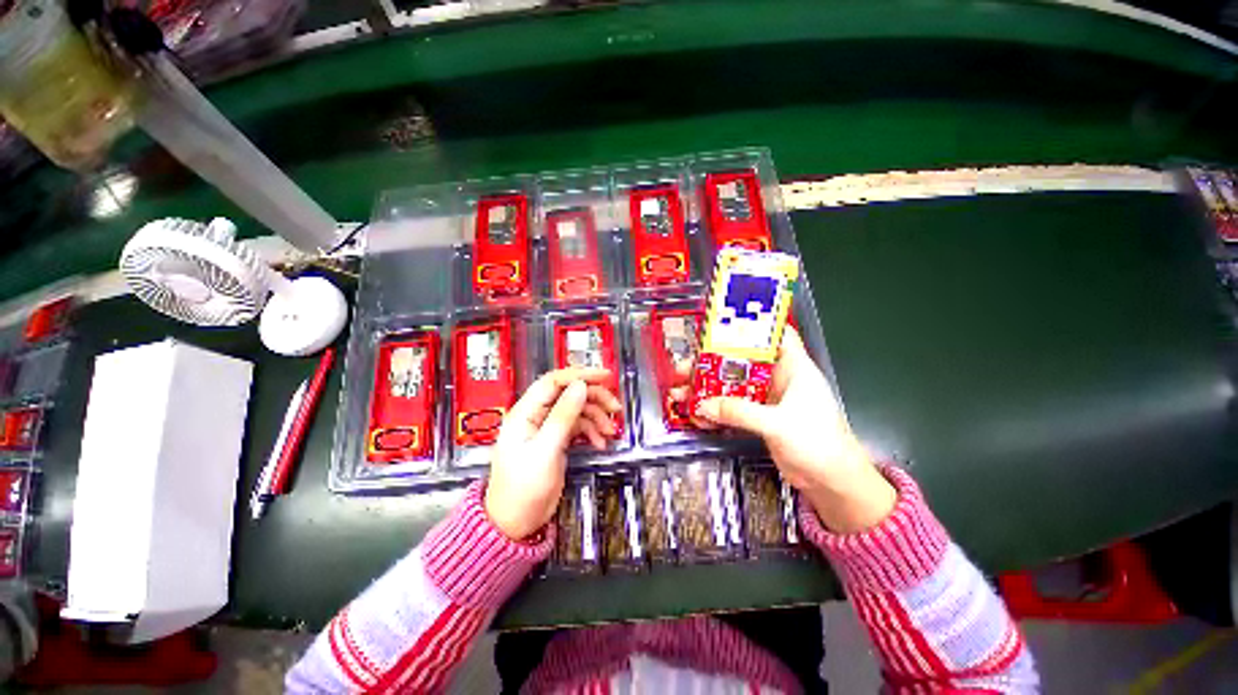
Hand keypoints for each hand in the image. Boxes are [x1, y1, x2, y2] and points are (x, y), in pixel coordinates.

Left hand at [485, 368, 621, 539]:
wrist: (516, 523)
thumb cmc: (523, 488)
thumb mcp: (545, 450)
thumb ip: (563, 416)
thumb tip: (580, 386)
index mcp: (526, 412)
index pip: (554, 381)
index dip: (580, 375)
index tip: (605, 376)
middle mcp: (537, 415)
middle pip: (569, 394)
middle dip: (594, 398)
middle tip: (615, 408)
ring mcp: (548, 427)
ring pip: (577, 409)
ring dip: (596, 417)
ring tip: (610, 432)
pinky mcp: (557, 440)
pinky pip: (578, 426)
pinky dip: (592, 432)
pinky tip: (600, 443)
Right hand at [675, 326, 896, 532]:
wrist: (832, 482)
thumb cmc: (818, 442)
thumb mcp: (777, 423)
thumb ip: (739, 412)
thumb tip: (702, 406)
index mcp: (793, 367)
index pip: (774, 334)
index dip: (749, 325)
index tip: (720, 325)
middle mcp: (779, 378)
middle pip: (741, 361)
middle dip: (713, 363)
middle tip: (685, 367)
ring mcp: (768, 399)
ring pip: (733, 386)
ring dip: (709, 389)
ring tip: (681, 392)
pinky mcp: (760, 418)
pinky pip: (733, 408)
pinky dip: (716, 411)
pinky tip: (696, 415)